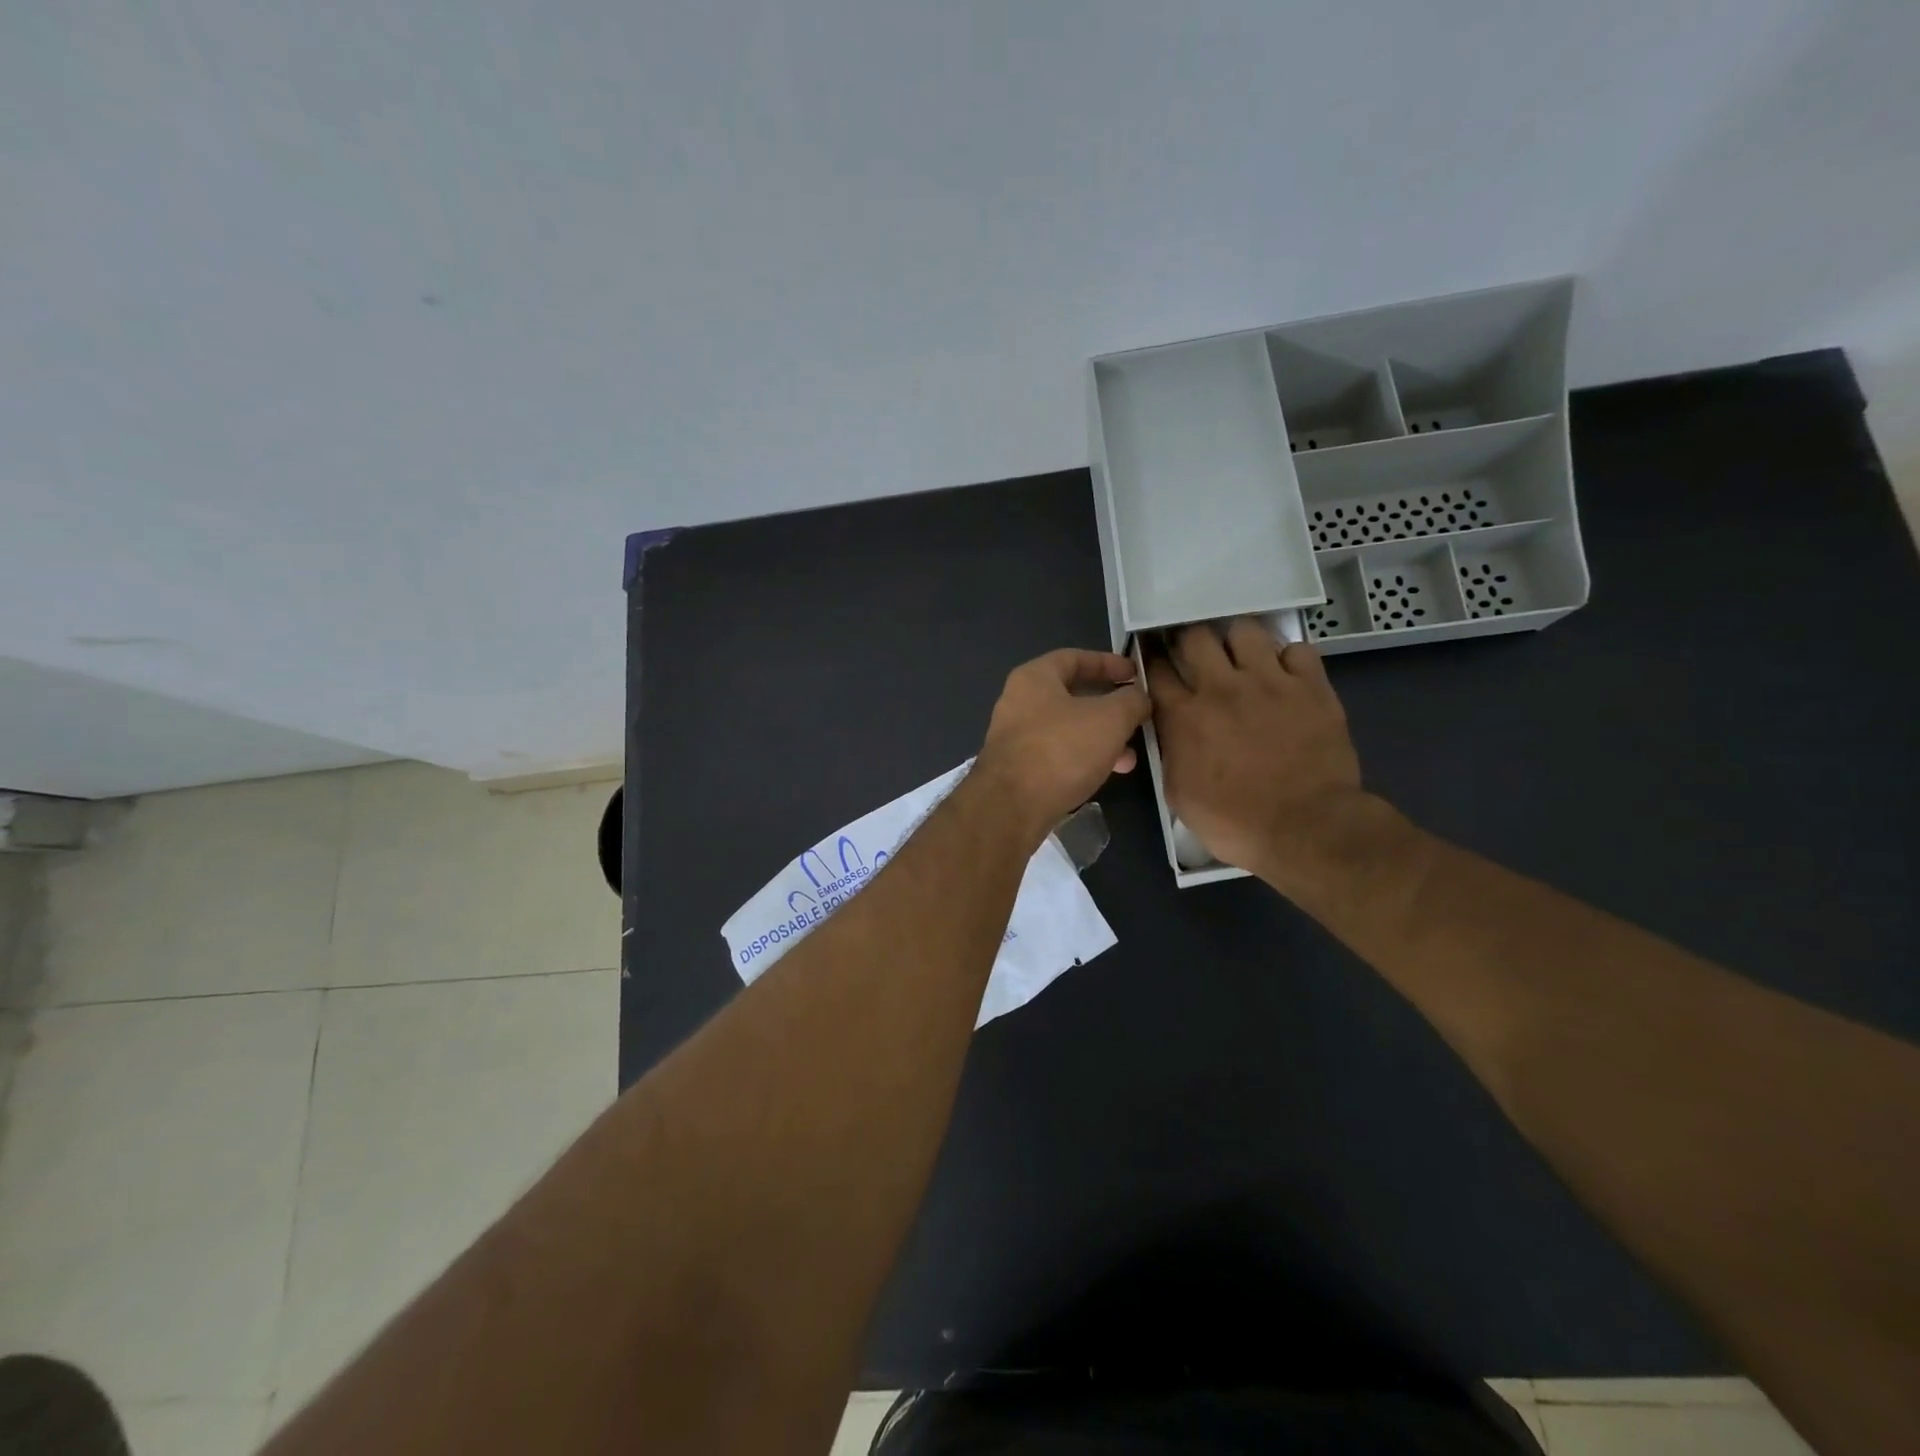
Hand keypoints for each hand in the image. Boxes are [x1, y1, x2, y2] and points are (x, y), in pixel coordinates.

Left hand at [976, 649, 1150, 845]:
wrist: (1011, 807)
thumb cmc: (1061, 750)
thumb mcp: (1109, 719)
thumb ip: (1131, 701)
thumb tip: (1140, 697)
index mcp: (1034, 678)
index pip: (1074, 657)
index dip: (1108, 663)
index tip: (1136, 675)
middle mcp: (1019, 702)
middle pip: (1072, 695)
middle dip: (1109, 708)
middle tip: (1137, 718)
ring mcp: (1016, 736)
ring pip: (1068, 728)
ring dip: (1101, 738)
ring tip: (1130, 757)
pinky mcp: (1017, 768)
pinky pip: (1058, 754)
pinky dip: (1083, 758)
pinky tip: (1106, 774)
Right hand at [1146, 619, 1375, 892]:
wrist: (1306, 828)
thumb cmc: (1235, 822)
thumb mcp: (1179, 795)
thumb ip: (1170, 753)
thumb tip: (1170, 731)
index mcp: (1183, 716)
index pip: (1157, 669)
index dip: (1153, 660)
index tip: (1156, 661)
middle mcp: (1221, 688)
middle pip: (1195, 636)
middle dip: (1189, 640)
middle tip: (1195, 655)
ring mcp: (1269, 682)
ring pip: (1244, 630)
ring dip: (1237, 642)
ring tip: (1242, 658)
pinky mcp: (1310, 686)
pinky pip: (1297, 649)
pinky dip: (1288, 659)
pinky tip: (1286, 676)